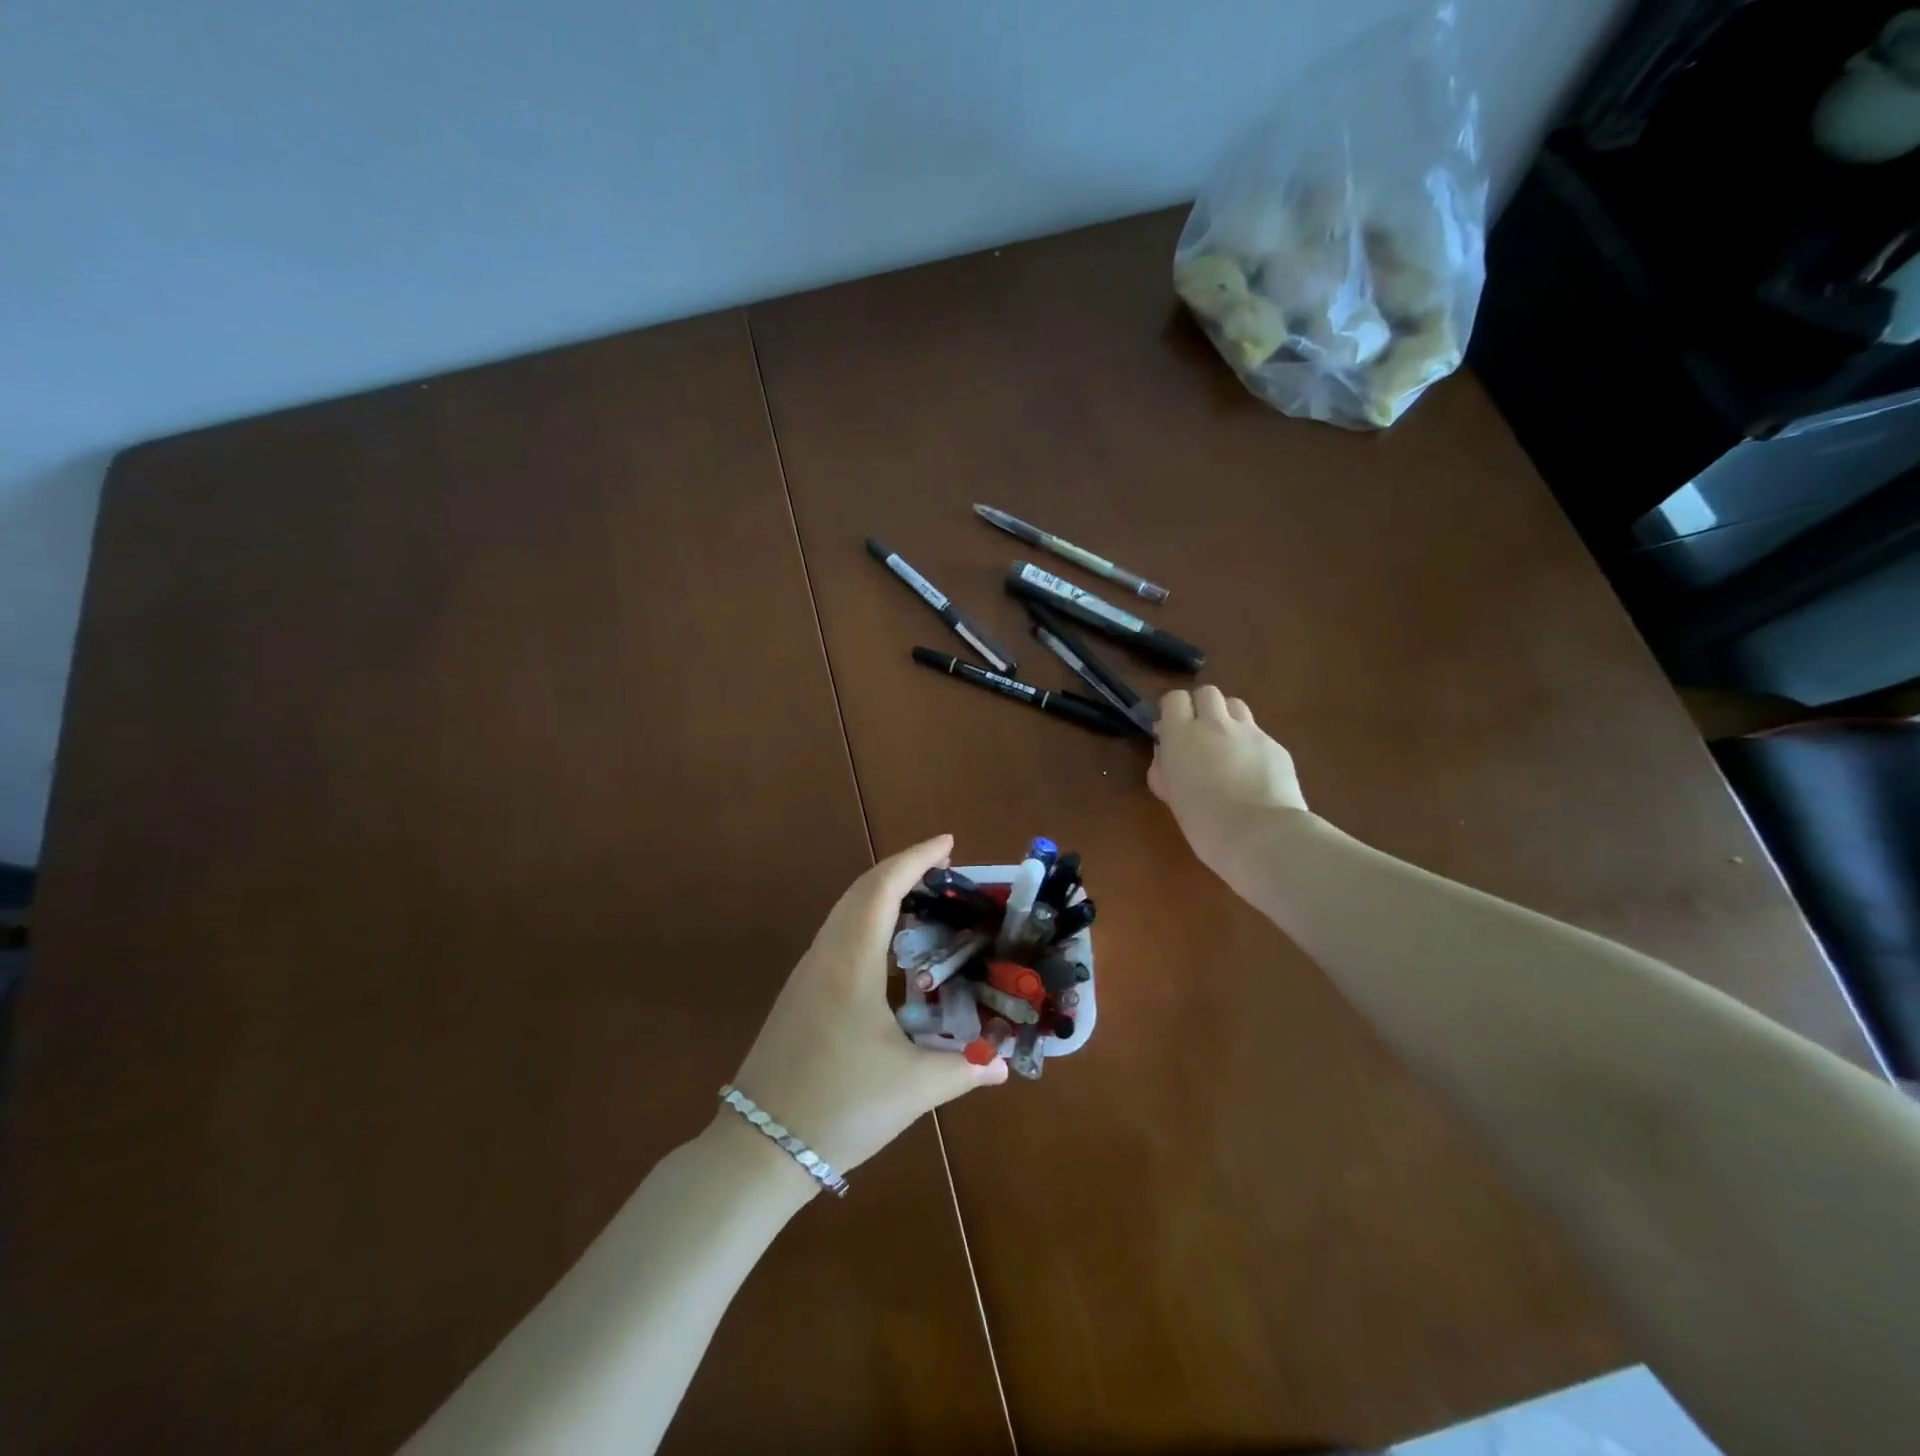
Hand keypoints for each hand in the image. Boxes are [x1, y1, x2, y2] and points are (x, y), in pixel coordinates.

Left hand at [722, 835, 1006, 1187]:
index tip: (948, 842)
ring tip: (920, 897)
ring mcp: (805, 975)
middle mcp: (824, 956)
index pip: (883, 889)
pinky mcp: (798, 996)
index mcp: (850, 963)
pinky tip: (887, 947)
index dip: (915, 859)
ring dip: (881, 893)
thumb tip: (1002, 1064)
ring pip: (844, 911)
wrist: (758, 1150)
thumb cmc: (839, 1108)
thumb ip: (963, 1069)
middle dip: (900, 868)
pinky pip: (836, 935)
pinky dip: (866, 920)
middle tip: (942, 866)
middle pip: (860, 890)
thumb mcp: (911, 1088)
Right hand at [1149, 687, 1307, 878]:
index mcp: (1181, 735)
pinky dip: (1252, 745)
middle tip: (1200, 736)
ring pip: (1236, 705)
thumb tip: (1167, 754)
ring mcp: (1250, 732)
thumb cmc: (1204, 824)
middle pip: (1207, 692)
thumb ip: (1167, 769)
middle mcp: (1215, 724)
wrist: (1262, 836)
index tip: (1172, 732)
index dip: (1173, 712)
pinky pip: (1258, 734)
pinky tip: (1254, 773)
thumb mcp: (1173, 796)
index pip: (1174, 699)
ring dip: (1227, 718)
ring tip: (1228, 747)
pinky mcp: (1276, 746)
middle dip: (1201, 708)